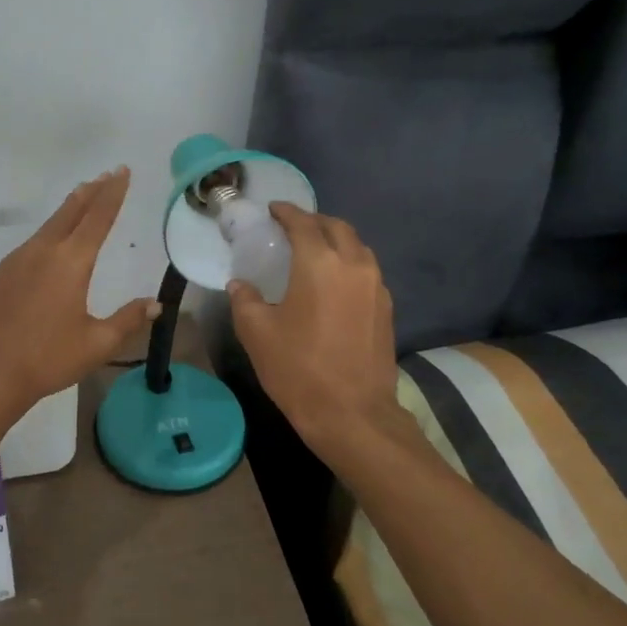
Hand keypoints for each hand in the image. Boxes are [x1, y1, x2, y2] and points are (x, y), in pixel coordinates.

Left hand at [0, 167, 159, 416]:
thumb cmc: (47, 360)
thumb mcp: (96, 344)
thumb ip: (127, 320)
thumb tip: (155, 304)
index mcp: (71, 263)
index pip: (98, 218)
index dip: (113, 193)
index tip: (122, 172)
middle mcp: (43, 252)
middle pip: (71, 212)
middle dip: (91, 192)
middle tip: (106, 174)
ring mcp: (16, 260)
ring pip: (48, 225)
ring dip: (69, 209)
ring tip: (82, 198)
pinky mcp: (0, 274)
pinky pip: (31, 243)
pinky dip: (49, 232)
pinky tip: (51, 243)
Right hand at [227, 204, 404, 453]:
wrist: (353, 415)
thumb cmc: (299, 369)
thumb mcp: (257, 333)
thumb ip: (245, 300)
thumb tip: (240, 285)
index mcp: (319, 263)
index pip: (303, 223)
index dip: (286, 212)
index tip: (273, 210)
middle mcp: (353, 265)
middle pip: (337, 228)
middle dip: (314, 221)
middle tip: (292, 228)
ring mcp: (376, 287)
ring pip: (357, 248)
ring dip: (336, 240)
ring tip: (314, 251)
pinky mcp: (386, 309)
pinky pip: (367, 270)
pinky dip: (349, 263)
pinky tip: (333, 282)